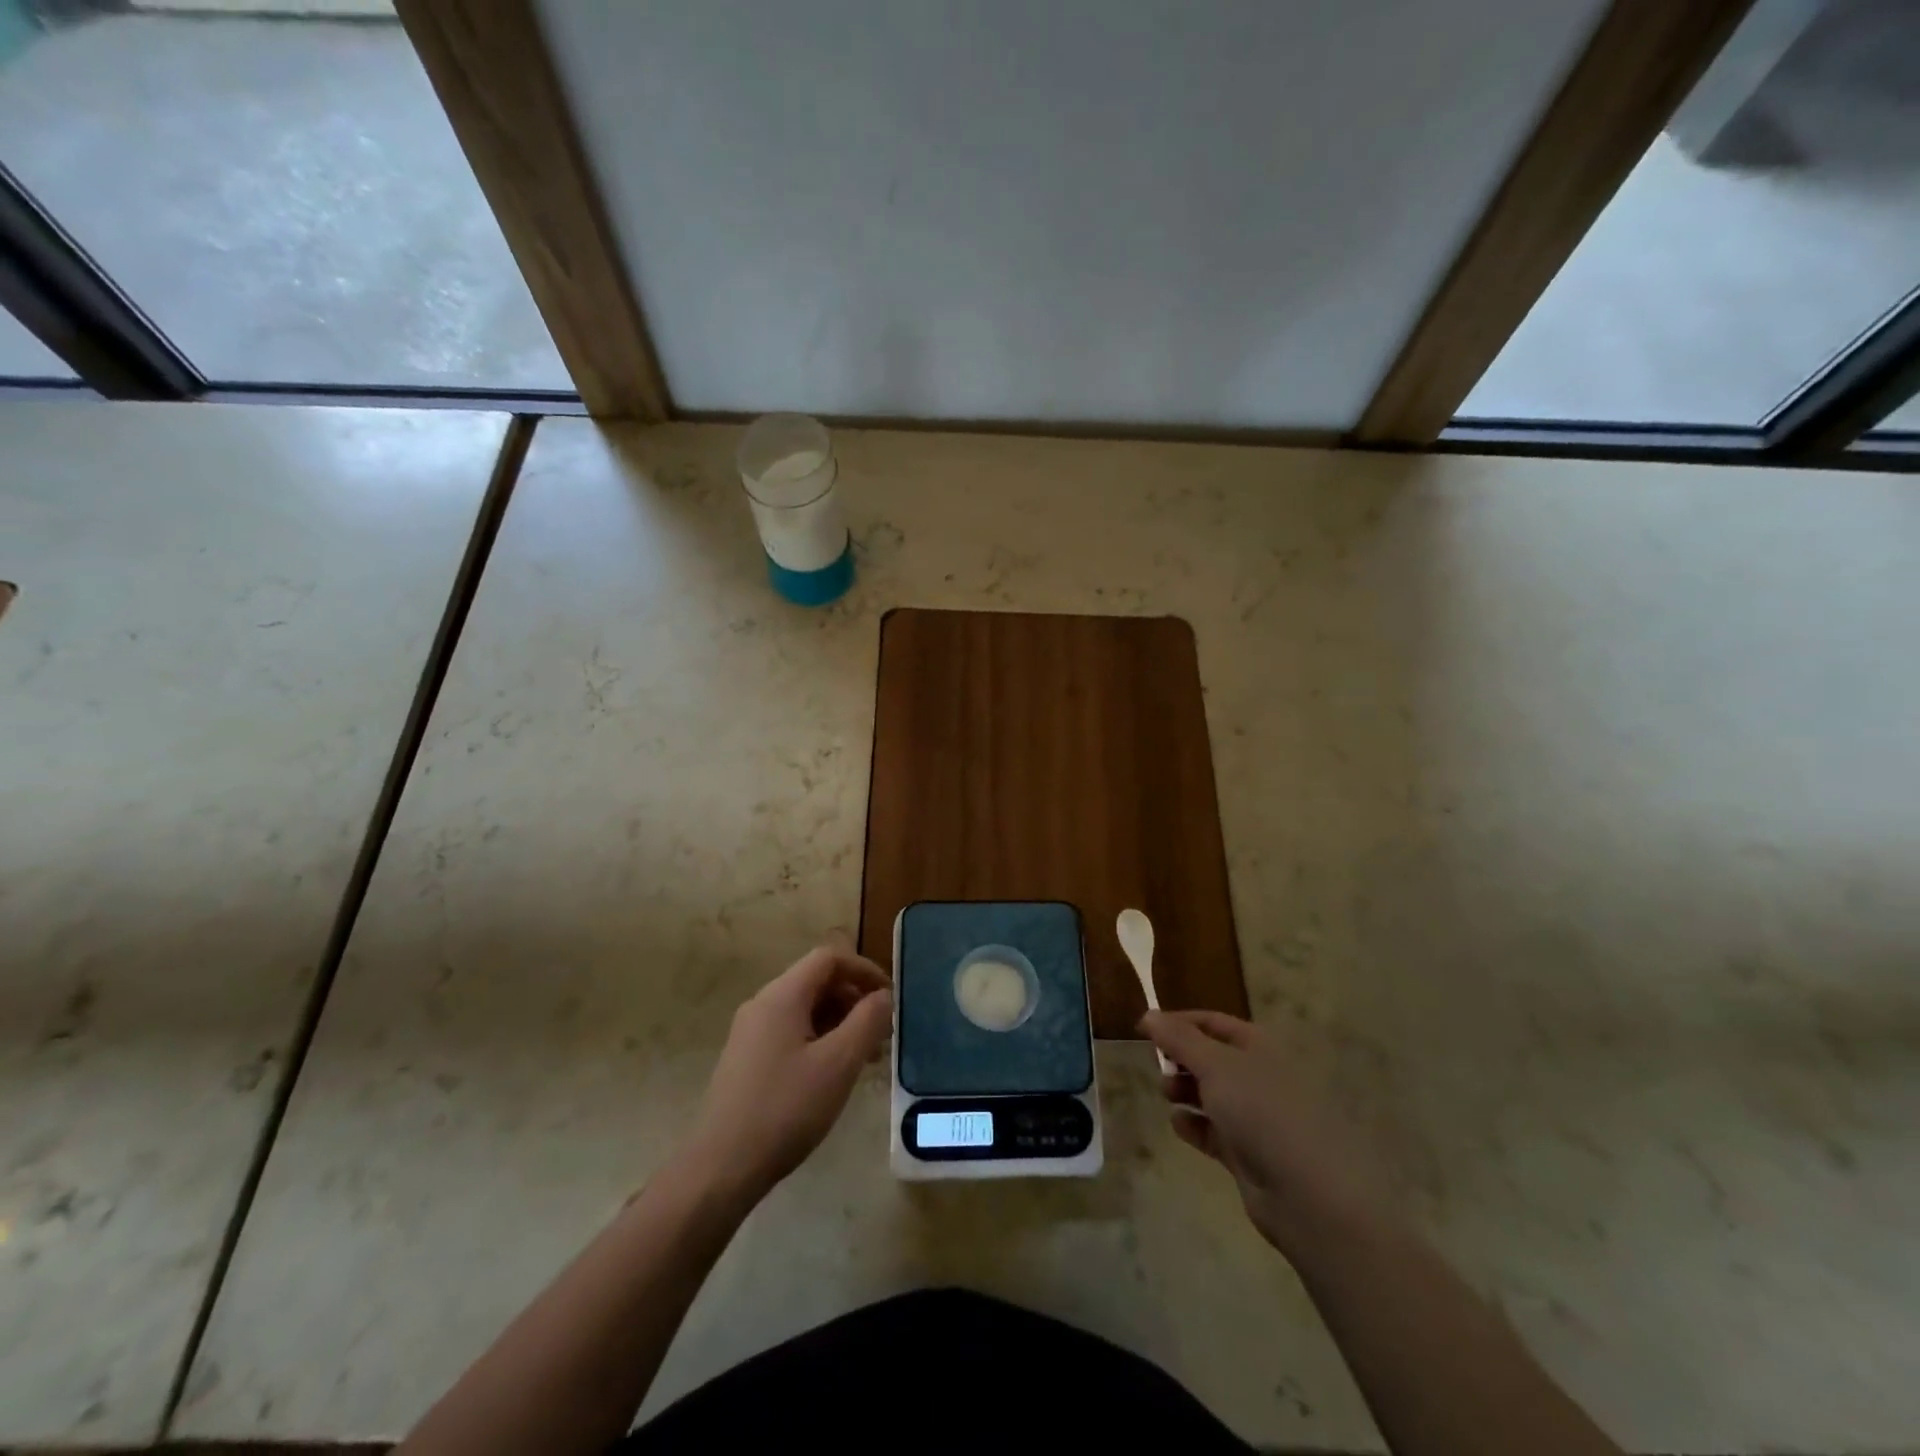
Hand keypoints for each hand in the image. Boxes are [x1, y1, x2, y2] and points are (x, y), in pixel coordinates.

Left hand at [686, 946, 892, 1202]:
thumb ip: (868, 1021)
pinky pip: (791, 1032)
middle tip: (882, 1033)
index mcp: (782, 995)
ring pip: (805, 1009)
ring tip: (865, 1059)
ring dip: (840, 1023)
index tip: (890, 998)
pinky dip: (820, 1040)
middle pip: (817, 981)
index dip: (864, 970)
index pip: (829, 958)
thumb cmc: (786, 1108)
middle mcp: (763, 1004)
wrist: (721, 1167)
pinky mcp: (747, 1059)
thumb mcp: (839, 1063)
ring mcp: (751, 1032)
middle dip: (854, 1000)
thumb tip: (884, 996)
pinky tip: (833, 1075)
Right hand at [1142, 1009, 1394, 1256]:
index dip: (1178, 1022)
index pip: (1212, 1023)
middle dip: (1180, 1059)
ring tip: (1166, 1095)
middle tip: (1158, 1067)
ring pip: (1211, 1094)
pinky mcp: (1249, 1155)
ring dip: (1184, 1090)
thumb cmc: (1263, 1112)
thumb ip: (1179, 1039)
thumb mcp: (1215, 1065)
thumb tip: (1149, 1014)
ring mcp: (1256, 1117)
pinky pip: (1213, 1131)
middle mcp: (1258, 1077)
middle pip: (1210, 1058)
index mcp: (1258, 1047)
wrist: (1311, 1194)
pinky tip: (1179, 1125)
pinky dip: (1194, 1125)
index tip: (1143, 1029)